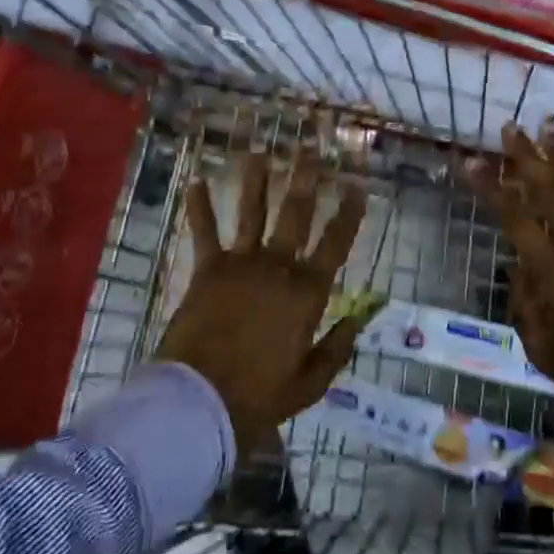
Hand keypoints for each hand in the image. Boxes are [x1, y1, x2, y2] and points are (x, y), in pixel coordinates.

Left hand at [155, 152, 367, 446]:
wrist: (199, 403)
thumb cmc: (258, 397)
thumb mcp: (309, 384)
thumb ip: (336, 349)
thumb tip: (358, 319)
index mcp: (307, 292)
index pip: (336, 243)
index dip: (349, 213)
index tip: (357, 186)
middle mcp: (278, 266)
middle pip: (296, 213)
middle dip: (306, 178)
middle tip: (311, 150)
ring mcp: (242, 263)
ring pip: (253, 211)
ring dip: (256, 180)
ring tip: (260, 152)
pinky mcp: (208, 269)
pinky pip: (204, 232)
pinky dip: (199, 207)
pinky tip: (195, 181)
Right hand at [469, 126, 553, 424]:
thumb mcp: (543, 350)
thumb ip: (526, 305)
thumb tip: (521, 268)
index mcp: (553, 274)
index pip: (515, 219)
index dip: (492, 188)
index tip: (472, 162)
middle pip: (550, 192)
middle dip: (527, 158)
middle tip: (511, 129)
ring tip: (550, 129)